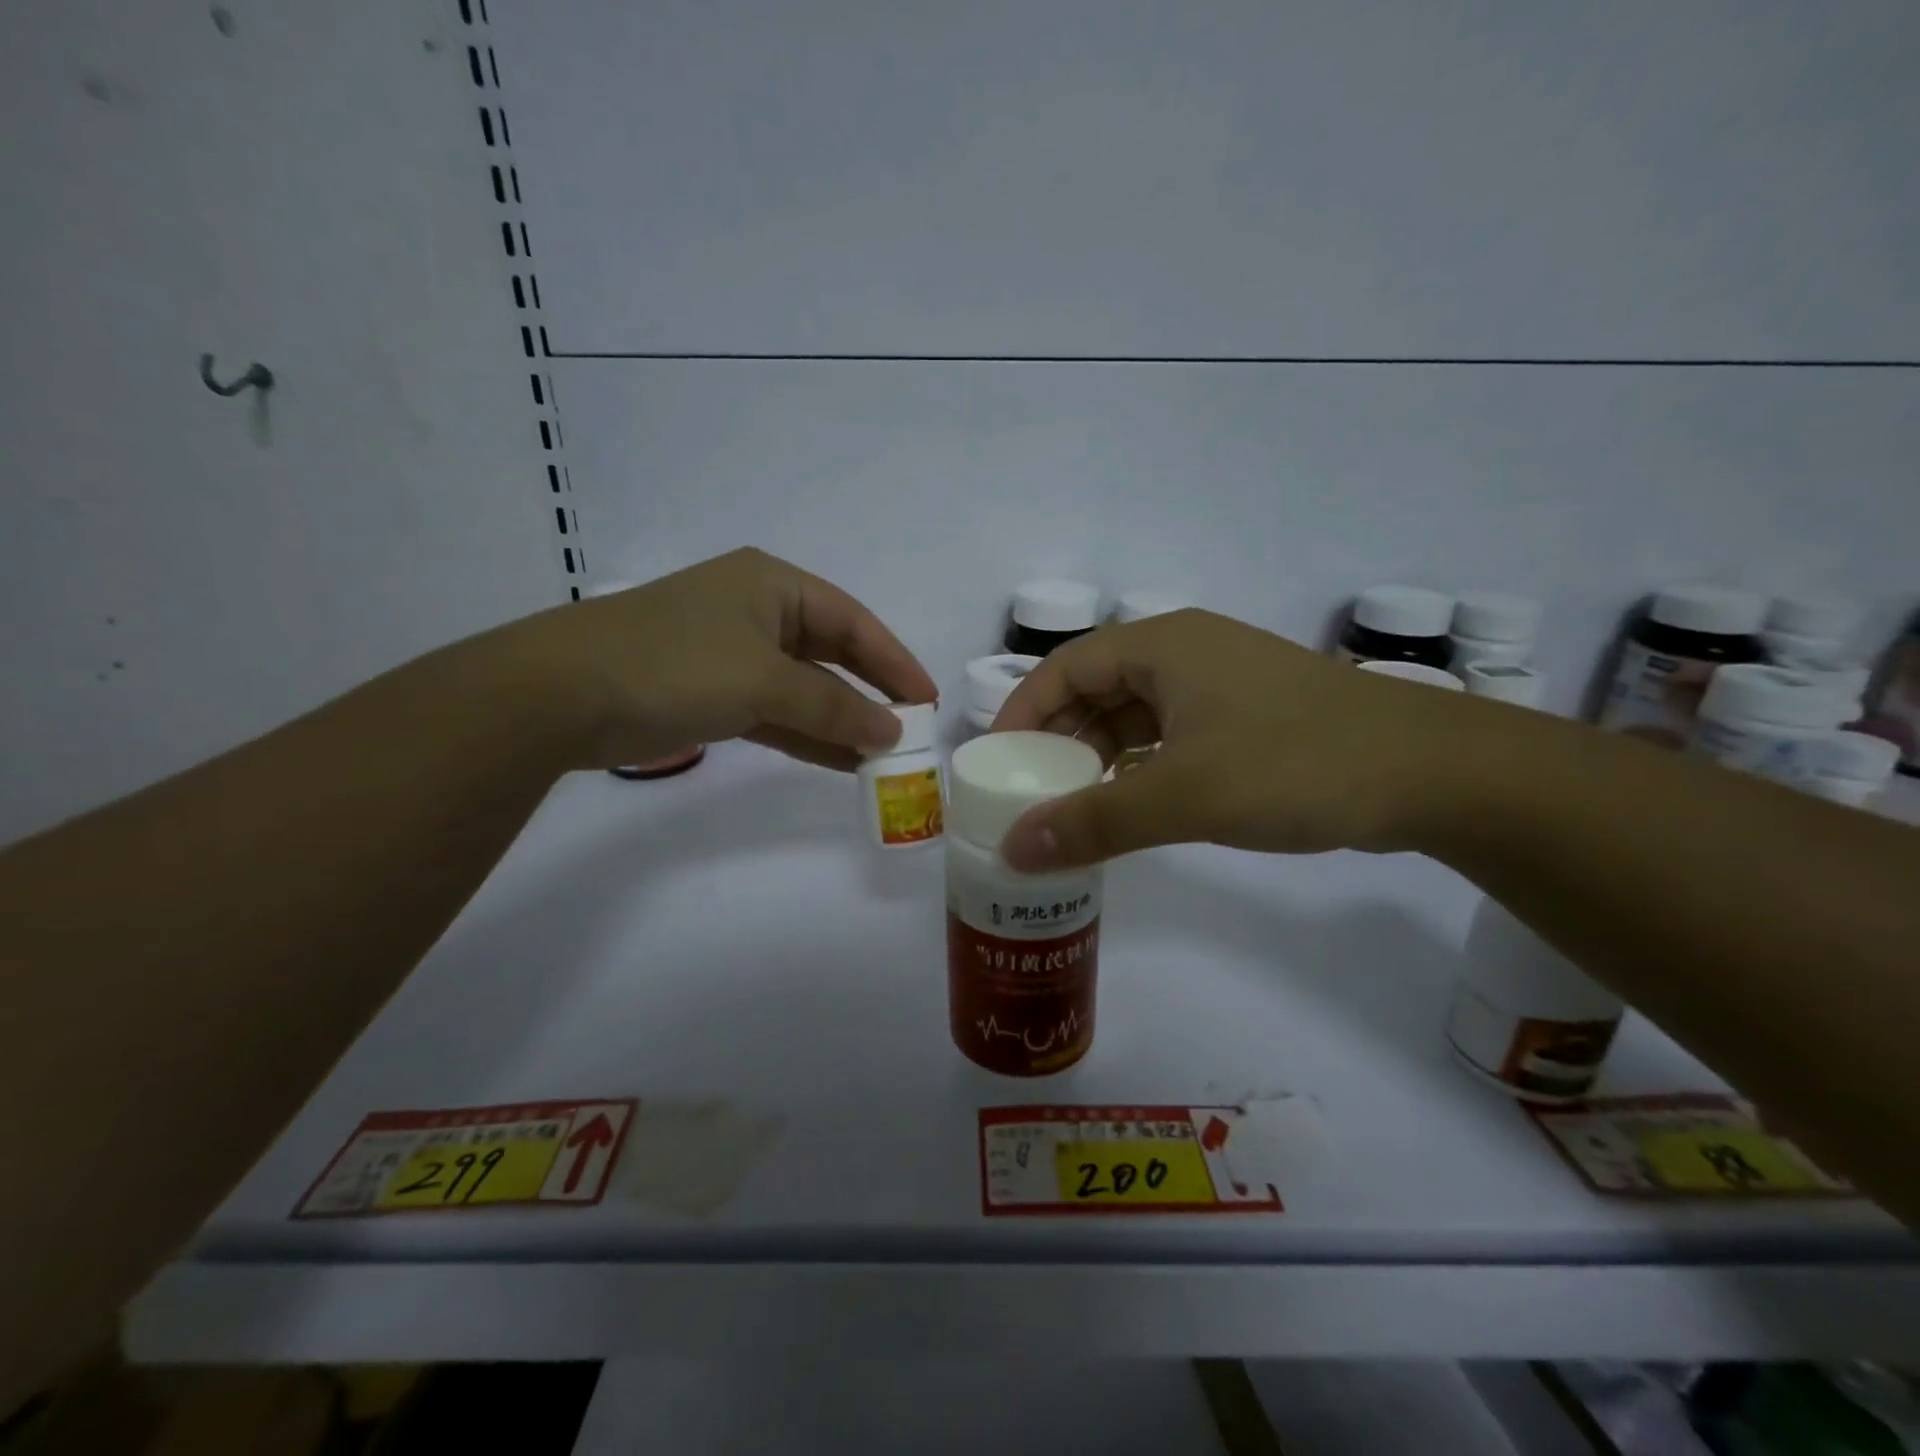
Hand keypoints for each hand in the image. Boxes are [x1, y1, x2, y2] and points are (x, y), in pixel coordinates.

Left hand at [486, 548, 937, 771]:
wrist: (557, 695)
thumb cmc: (674, 666)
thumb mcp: (764, 682)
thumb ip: (833, 708)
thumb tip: (891, 732)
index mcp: (773, 585)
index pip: (854, 622)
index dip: (895, 661)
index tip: (928, 702)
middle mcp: (756, 611)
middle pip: (831, 652)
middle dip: (870, 692)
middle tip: (910, 731)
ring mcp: (730, 653)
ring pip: (803, 686)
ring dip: (839, 720)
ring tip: (882, 755)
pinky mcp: (708, 691)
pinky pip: (774, 711)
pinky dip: (805, 733)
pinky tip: (838, 761)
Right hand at [991, 609, 1478, 868]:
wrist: (1433, 773)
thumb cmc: (1296, 764)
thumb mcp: (1184, 796)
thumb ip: (1094, 822)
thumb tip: (1012, 850)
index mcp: (1161, 646)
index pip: (1064, 668)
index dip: (1021, 712)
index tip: (995, 763)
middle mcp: (1184, 654)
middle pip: (1095, 690)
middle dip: (1057, 741)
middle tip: (1029, 794)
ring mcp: (1219, 686)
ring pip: (1133, 716)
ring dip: (1098, 758)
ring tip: (1071, 807)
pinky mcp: (1245, 718)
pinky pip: (1169, 737)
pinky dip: (1139, 767)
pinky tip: (1129, 805)